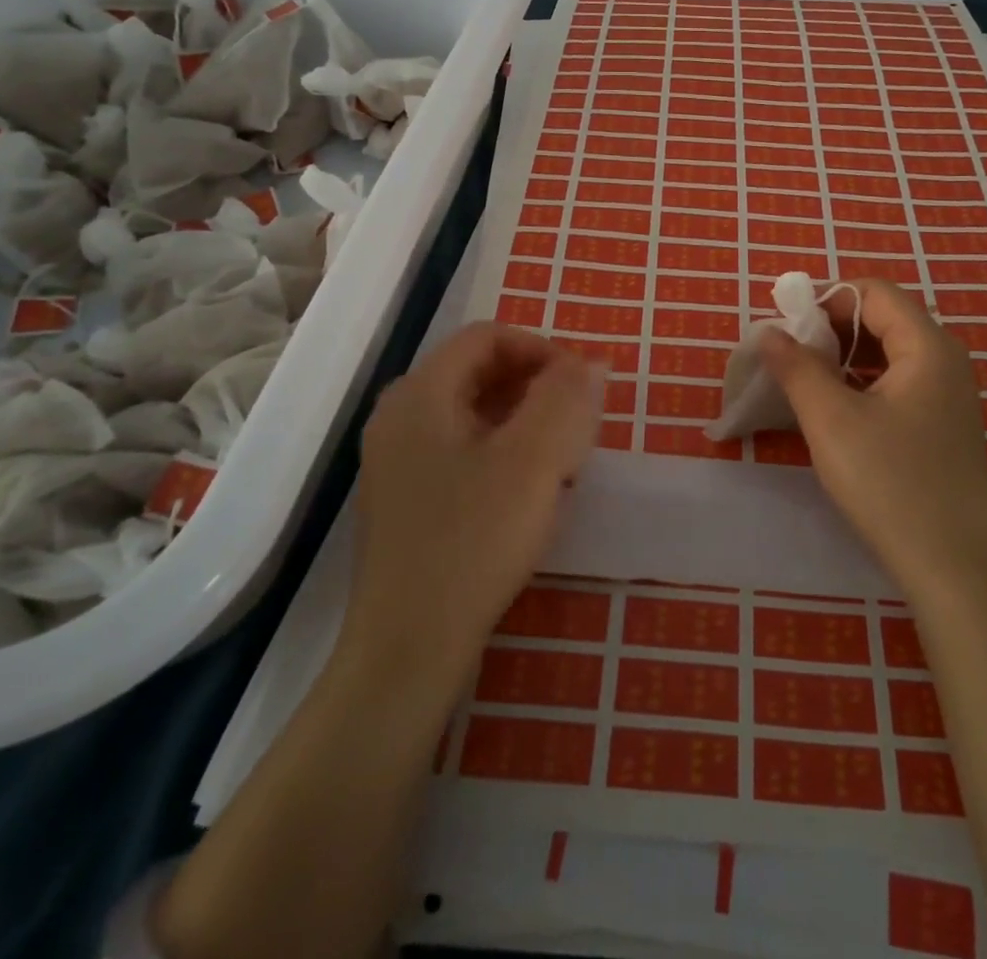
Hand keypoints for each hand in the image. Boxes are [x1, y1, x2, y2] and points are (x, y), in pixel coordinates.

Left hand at [344, 322, 602, 681]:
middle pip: (478, 372)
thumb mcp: (534, 461)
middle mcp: (400, 417)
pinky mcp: (405, 501)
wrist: (407, 649)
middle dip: (536, 388)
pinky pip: (462, 452)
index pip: (488, 337)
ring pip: (473, 415)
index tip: (583, 386)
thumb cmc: (473, 542)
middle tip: (578, 425)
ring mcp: (397, 462)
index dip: (542, 349)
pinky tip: (529, 496)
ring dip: (524, 423)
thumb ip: (565, 398)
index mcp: (421, 394)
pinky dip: (502, 455)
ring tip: (561, 462)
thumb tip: (589, 362)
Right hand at [759, 280, 986, 611]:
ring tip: (805, 379)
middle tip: (789, 352)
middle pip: (884, 317)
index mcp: (928, 346)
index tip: (784, 322)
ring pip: (890, 353)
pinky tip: (836, 409)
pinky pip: (899, 383)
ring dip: (845, 356)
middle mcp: (946, 361)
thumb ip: (797, 367)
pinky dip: (863, 382)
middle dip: (832, 326)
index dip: (825, 298)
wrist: (954, 569)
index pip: (873, 292)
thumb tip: (769, 332)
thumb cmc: (890, 484)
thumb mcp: (831, 420)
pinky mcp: (943, 427)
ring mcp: (949, 396)